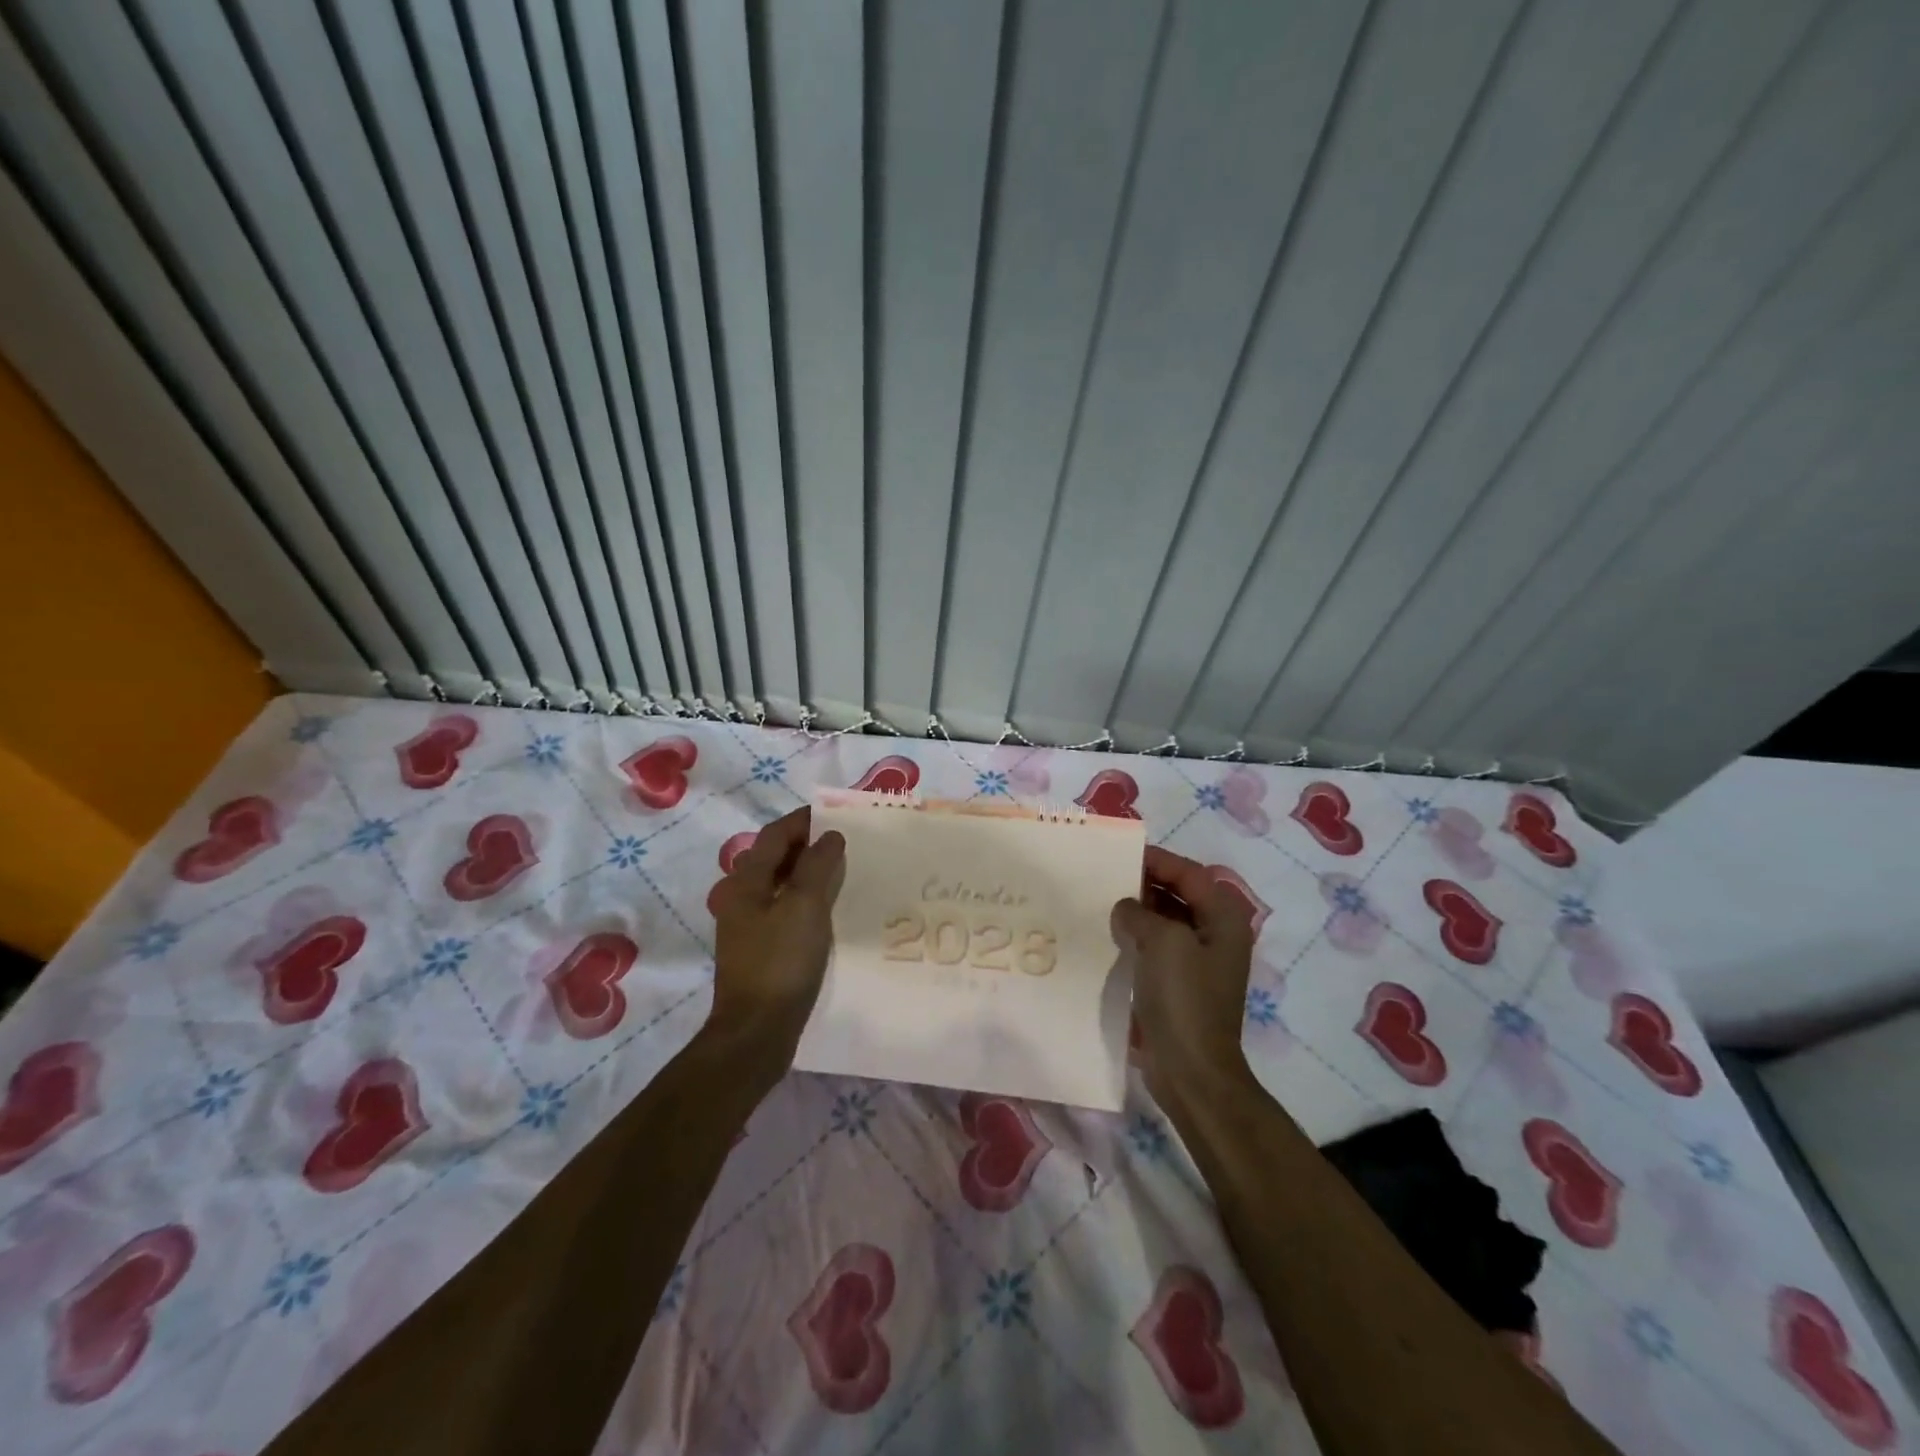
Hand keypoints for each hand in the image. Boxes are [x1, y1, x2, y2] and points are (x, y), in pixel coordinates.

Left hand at [708, 806, 845, 1051]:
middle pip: (772, 858)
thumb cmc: (780, 961)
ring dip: (804, 872)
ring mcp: (746, 925)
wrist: (756, 1030)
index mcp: (744, 882)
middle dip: (804, 844)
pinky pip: (781, 908)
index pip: (774, 836)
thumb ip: (817, 866)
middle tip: (841, 840)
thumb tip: (829, 836)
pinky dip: (802, 898)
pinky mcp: (757, 948)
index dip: (802, 820)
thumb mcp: (804, 907)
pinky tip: (825, 908)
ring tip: (839, 870)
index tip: (833, 814)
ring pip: (777, 884)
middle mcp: (739, 897)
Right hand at [1111, 846, 1256, 1100]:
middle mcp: (1216, 935)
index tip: (1121, 854)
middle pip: (1180, 894)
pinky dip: (1136, 937)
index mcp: (1224, 919)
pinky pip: (1156, 947)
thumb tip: (1125, 908)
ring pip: (1166, 920)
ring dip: (1138, 910)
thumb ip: (1141, 912)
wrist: (1191, 1070)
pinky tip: (1108, 936)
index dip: (1158, 860)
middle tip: (1106, 875)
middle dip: (1146, 883)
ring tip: (1101, 902)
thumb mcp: (1163, 941)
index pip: (1191, 873)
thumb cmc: (1184, 998)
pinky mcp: (1179, 984)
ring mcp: (1199, 962)